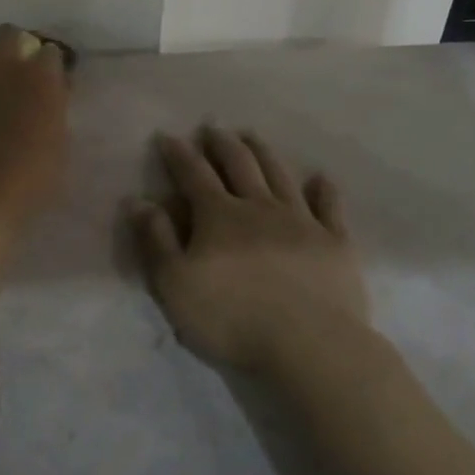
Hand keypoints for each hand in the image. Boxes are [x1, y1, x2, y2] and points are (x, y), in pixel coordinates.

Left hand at [0, 25, 70, 234]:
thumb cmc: (35, 174)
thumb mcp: (60, 143)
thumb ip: (54, 112)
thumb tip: (50, 100)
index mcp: (41, 77)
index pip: (50, 52)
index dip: (50, 63)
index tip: (50, 77)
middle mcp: (4, 68)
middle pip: (7, 33)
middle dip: (11, 42)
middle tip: (13, 62)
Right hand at [125, 127, 367, 374]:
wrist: (310, 345)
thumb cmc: (232, 318)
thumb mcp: (175, 284)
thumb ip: (156, 240)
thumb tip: (139, 201)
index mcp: (219, 216)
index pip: (194, 174)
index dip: (179, 154)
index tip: (168, 136)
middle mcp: (260, 207)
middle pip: (240, 165)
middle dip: (223, 144)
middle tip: (214, 129)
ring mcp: (302, 221)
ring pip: (280, 176)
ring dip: (264, 153)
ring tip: (253, 137)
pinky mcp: (335, 243)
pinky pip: (329, 207)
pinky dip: (324, 190)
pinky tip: (321, 178)